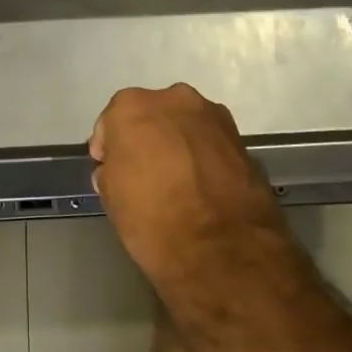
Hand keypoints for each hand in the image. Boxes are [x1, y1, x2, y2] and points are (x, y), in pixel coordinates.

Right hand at [89, 84, 287, 292]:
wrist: (224, 251)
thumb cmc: (153, 219)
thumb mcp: (111, 197)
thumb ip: (111, 169)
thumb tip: (119, 167)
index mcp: (131, 107)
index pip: (110, 123)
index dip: (109, 149)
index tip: (109, 171)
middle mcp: (173, 99)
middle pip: (151, 116)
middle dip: (146, 139)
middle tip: (144, 173)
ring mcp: (213, 116)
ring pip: (184, 127)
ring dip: (178, 145)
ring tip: (178, 182)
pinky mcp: (242, 140)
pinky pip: (211, 144)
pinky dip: (204, 158)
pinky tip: (203, 188)